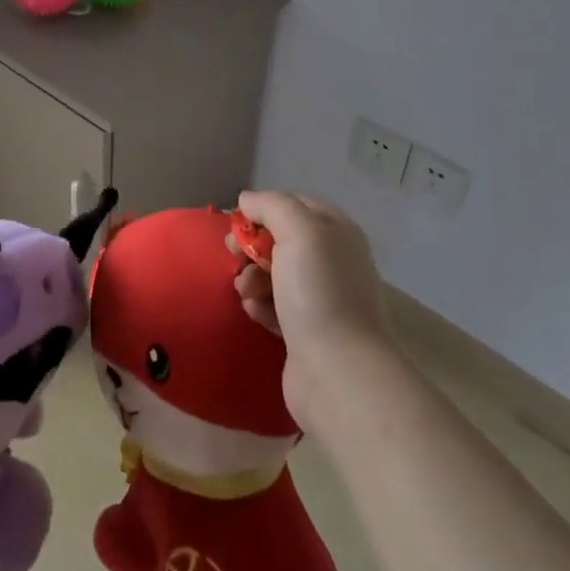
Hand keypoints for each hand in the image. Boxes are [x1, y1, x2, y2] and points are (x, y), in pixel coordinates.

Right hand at [233, 190, 392, 430]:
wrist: (337, 370)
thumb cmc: (318, 291)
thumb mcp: (297, 231)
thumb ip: (271, 205)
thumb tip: (247, 199)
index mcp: (336, 232)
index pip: (294, 204)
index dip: (263, 209)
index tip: (237, 223)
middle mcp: (332, 260)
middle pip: (280, 239)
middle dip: (251, 246)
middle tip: (232, 256)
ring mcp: (321, 297)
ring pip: (273, 273)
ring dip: (252, 277)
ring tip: (245, 291)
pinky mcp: (307, 330)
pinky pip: (275, 306)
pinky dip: (261, 305)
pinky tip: (256, 313)